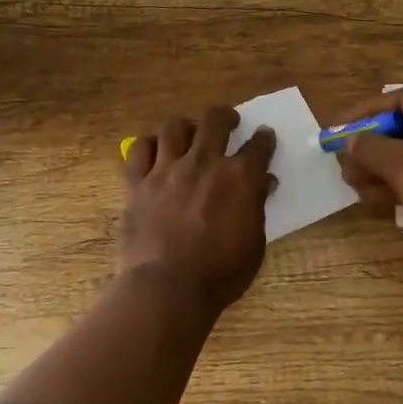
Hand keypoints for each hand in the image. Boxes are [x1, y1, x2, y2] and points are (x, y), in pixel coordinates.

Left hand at [119, 106, 276, 312]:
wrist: (167, 287)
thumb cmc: (220, 273)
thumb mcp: (254, 244)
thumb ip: (257, 207)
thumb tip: (263, 182)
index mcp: (239, 177)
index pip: (259, 145)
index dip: (264, 139)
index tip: (264, 137)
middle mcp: (204, 162)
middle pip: (215, 120)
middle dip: (225, 116)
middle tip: (228, 121)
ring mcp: (167, 169)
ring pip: (174, 126)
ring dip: (186, 126)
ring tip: (189, 133)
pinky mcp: (138, 182)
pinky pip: (139, 149)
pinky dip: (148, 145)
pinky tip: (154, 150)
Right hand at [335, 87, 402, 259]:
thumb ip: (370, 148)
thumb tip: (350, 140)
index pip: (398, 99)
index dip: (364, 112)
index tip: (338, 129)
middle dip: (369, 145)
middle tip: (343, 162)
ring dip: (380, 166)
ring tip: (354, 184)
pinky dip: (400, 181)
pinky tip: (377, 198)